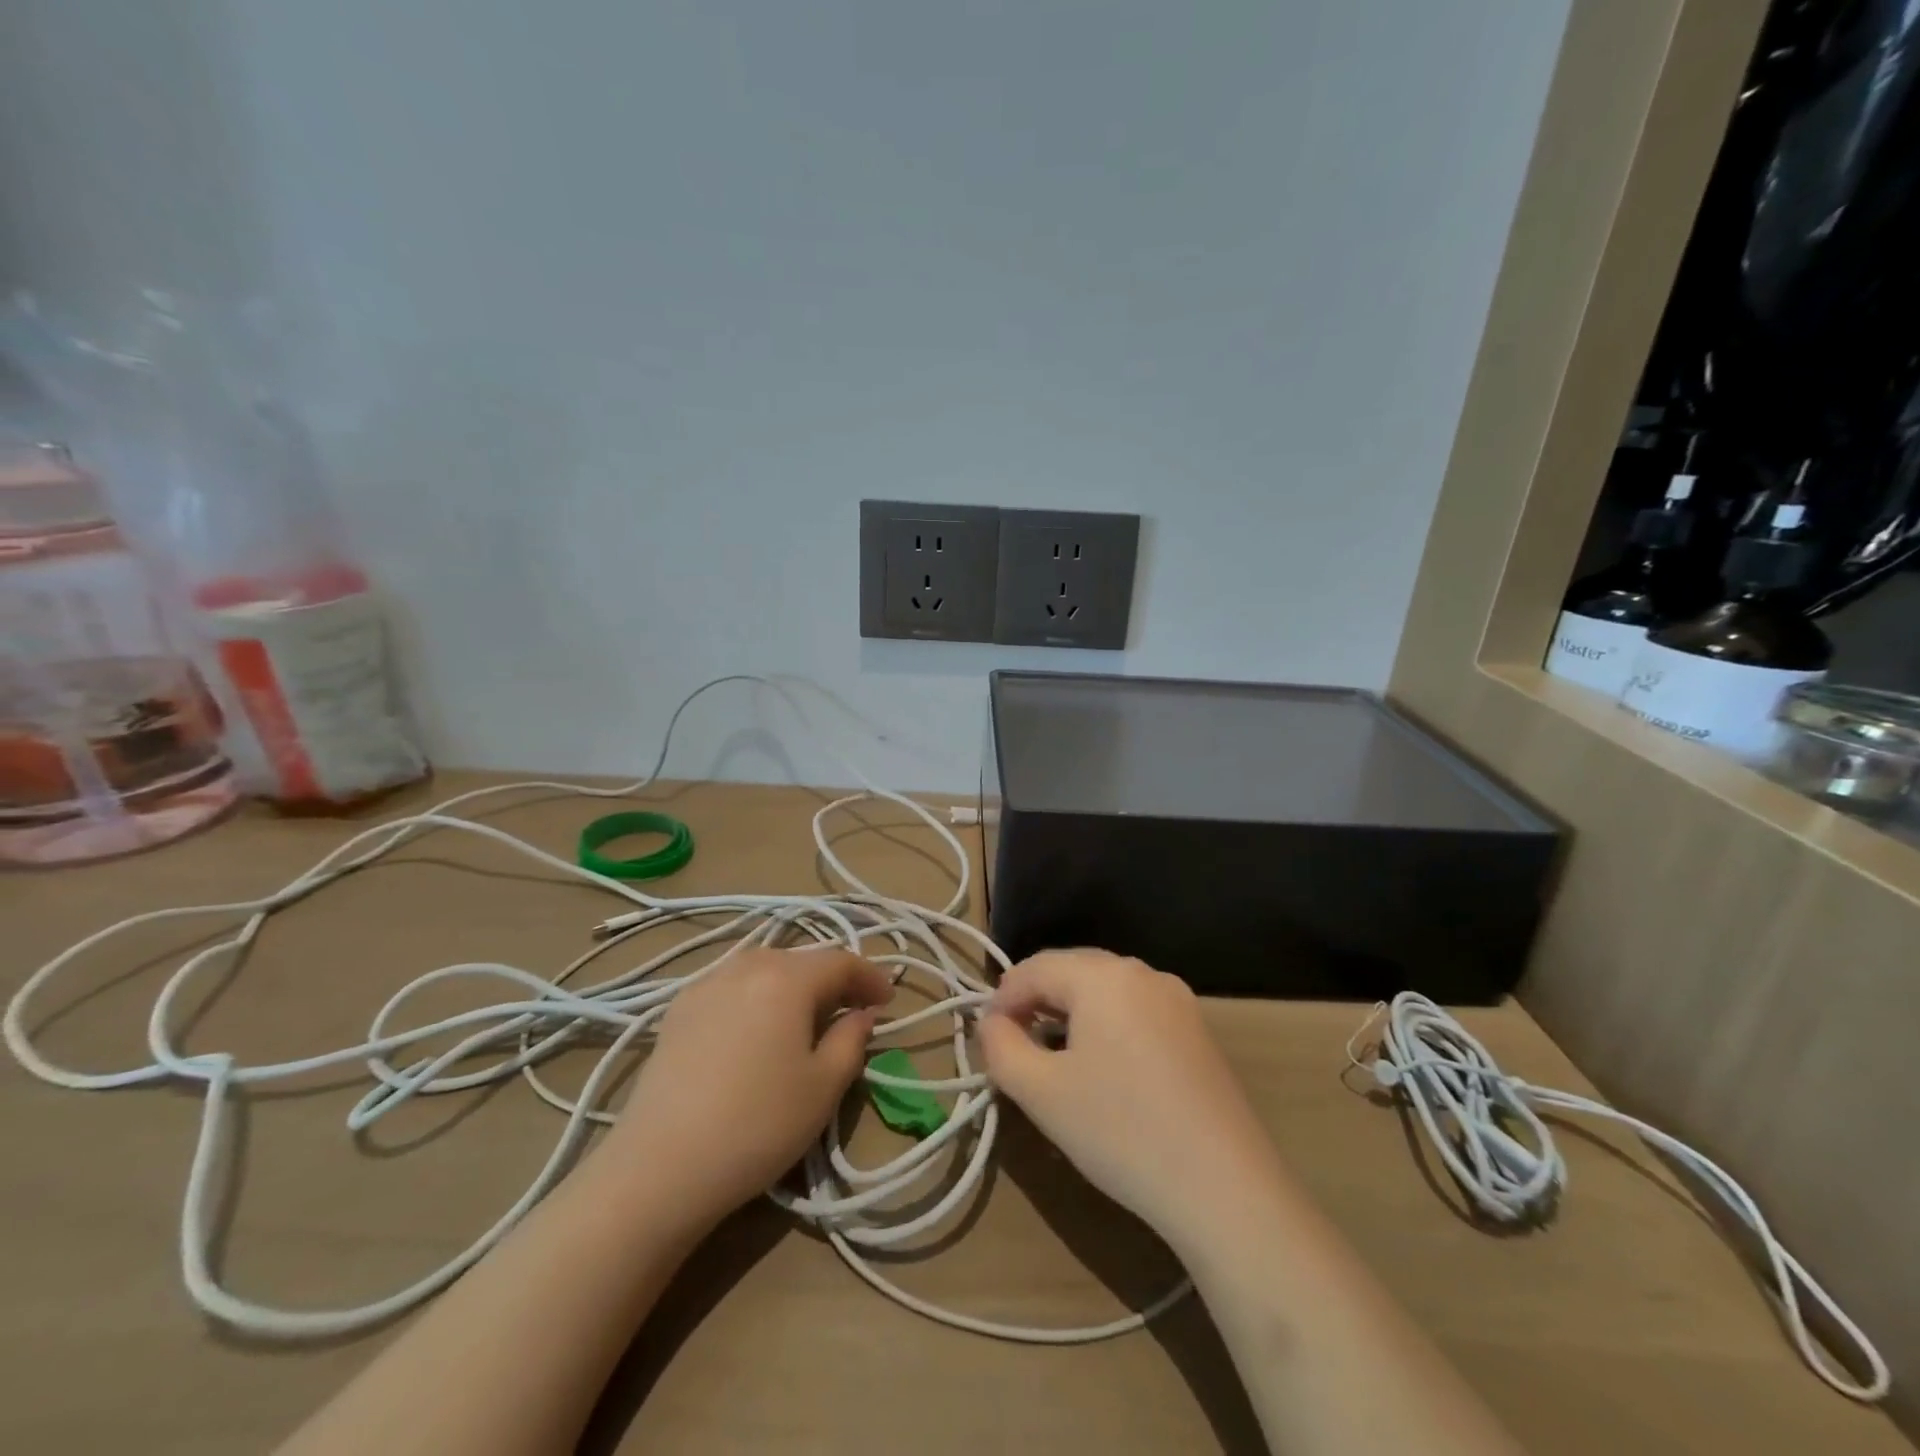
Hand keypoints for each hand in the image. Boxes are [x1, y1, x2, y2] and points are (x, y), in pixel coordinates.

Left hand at [602, 945, 891, 1232]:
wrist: (660, 1168)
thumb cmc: (757, 1125)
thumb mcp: (823, 1086)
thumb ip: (851, 1039)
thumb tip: (861, 1014)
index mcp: (787, 977)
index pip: (841, 961)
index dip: (870, 977)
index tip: (888, 1001)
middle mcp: (746, 965)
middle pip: (801, 960)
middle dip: (832, 980)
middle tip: (852, 1009)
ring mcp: (705, 983)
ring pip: (764, 968)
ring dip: (793, 984)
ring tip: (806, 1015)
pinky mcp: (677, 1010)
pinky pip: (731, 985)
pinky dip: (756, 995)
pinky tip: (756, 1025)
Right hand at [978, 948, 1288, 1249]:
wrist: (1225, 1188)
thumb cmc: (1121, 1131)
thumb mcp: (1042, 1093)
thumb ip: (1001, 1048)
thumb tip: (990, 1022)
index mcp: (1104, 975)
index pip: (1035, 968)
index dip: (1002, 999)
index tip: (986, 1039)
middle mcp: (1143, 973)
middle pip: (1072, 971)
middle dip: (1036, 1001)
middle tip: (1014, 1045)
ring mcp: (1178, 999)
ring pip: (1105, 990)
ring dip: (1071, 1012)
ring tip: (1053, 1056)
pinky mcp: (1198, 1031)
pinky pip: (1136, 1010)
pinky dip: (1107, 1025)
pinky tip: (1103, 1067)